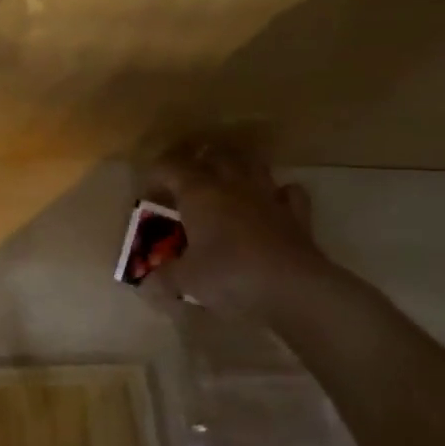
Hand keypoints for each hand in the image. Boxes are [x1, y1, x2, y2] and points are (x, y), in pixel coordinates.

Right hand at [144, 144, 332, 321]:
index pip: (170, 167)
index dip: (156, 176)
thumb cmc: (229, 276)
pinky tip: (272, 204)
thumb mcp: (185, 280)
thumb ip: (164, 277)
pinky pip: (288, 192)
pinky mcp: (296, 216)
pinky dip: (278, 194)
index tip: (148, 195)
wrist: (293, 289)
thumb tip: (147, 282)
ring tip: (226, 183)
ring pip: (252, 165)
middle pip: (215, 156)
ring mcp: (268, 197)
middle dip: (199, 163)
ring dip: (238, 168)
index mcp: (199, 193)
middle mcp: (232, 185)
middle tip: (186, 184)